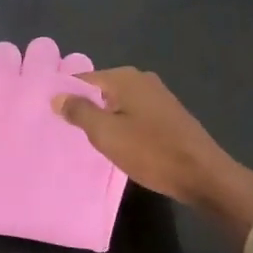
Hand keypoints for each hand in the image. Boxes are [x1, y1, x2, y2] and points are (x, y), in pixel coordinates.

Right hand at [53, 69, 252, 245]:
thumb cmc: (150, 151)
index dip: (66, 96)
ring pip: (118, 103)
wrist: (202, 174)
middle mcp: (142, 79)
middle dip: (85, 107)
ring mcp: (158, 96)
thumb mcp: (106, 134)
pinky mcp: (168, 114)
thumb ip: (79, 112)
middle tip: (66, 131)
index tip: (51, 116)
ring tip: (88, 141)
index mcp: (125, 78)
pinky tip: (118, 144)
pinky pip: (134, 114)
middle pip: (102, 90)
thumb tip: (57, 96)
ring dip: (104, 119)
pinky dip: (123, 125)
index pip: (83, 79)